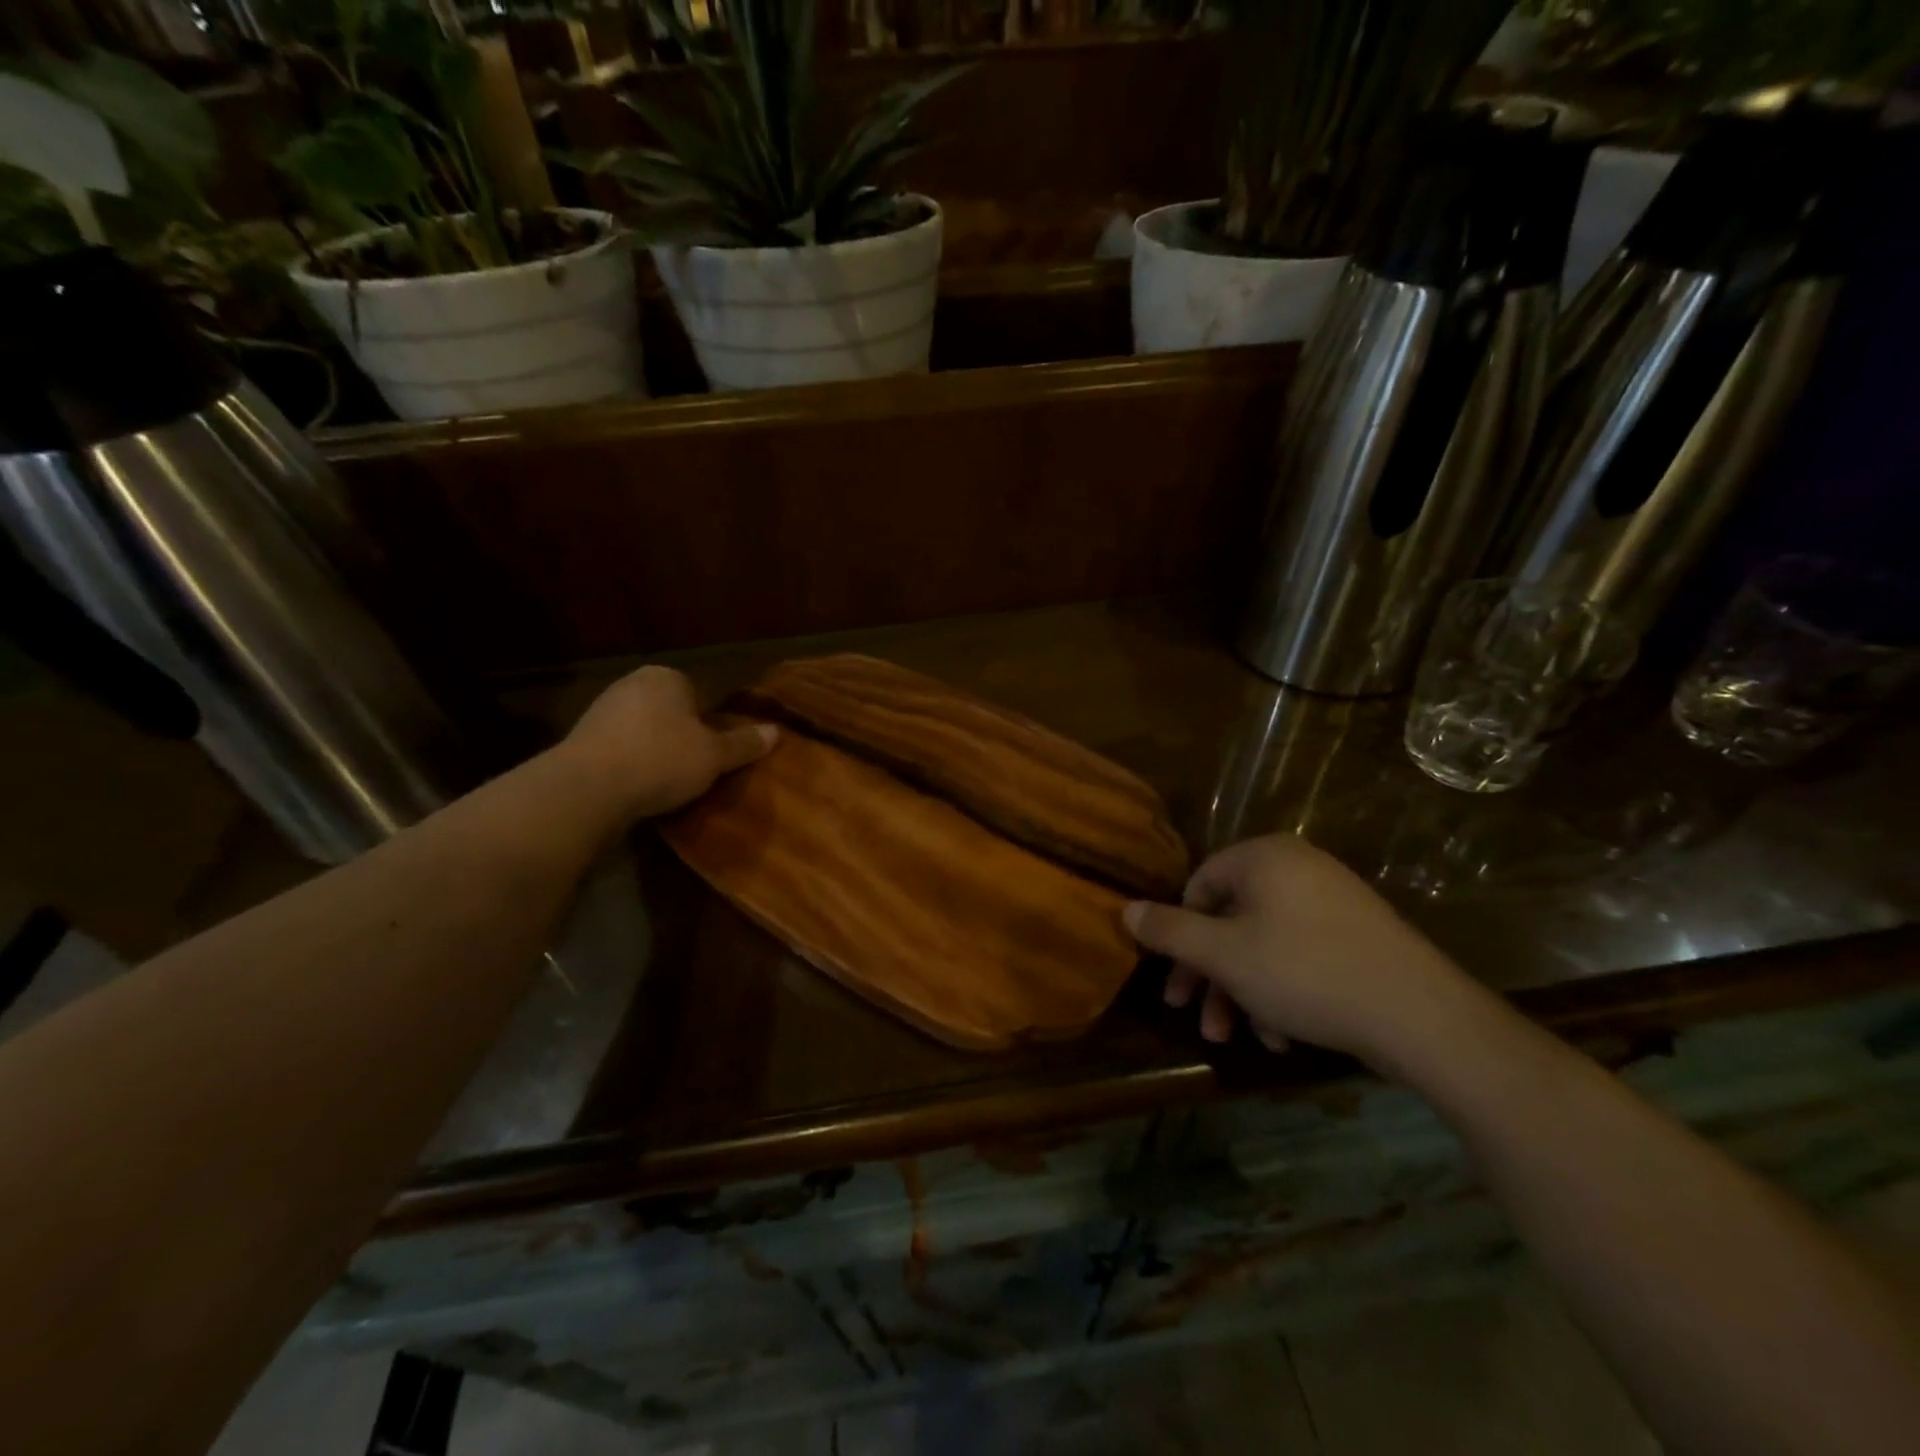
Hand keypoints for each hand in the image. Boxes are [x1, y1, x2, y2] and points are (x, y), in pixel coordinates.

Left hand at [560, 666, 776, 819]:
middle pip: (670, 712)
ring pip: (643, 732)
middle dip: (681, 737)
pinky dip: (631, 767)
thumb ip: (744, 743)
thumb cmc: (661, 759)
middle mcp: (630, 684)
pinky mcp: (580, 742)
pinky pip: (619, 752)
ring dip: (655, 753)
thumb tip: (777, 731)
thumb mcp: (715, 756)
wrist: (588, 789)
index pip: (698, 693)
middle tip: (697, 768)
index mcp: (665, 677)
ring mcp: (600, 712)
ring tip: (669, 784)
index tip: (714, 751)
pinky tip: (639, 790)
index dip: (710, 723)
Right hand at [1123, 834, 1482, 1073]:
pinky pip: (1300, 955)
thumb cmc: (1305, 972)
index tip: (1174, 977)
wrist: (1420, 1015)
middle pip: (1230, 919)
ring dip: (1241, 992)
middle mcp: (1297, 868)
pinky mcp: (1357, 936)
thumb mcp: (1223, 954)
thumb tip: (1124, 909)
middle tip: (1194, 1016)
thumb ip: (1169, 931)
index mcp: (1263, 858)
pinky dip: (1281, 992)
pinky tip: (1280, 1037)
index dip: (1180, 932)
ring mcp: (1332, 901)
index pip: (1200, 884)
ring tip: (1235, 1038)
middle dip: (1209, 974)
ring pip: (1263, 944)